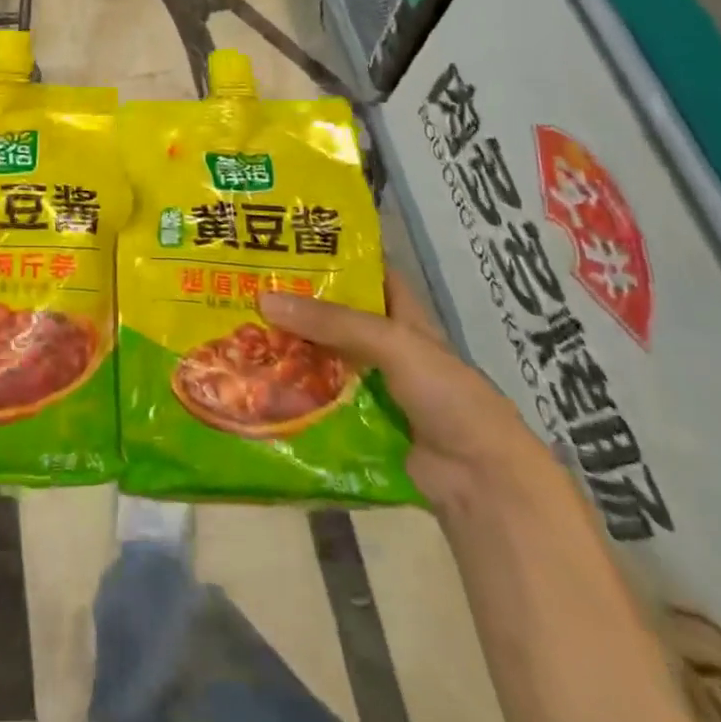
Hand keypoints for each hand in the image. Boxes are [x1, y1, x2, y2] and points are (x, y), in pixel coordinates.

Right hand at [260, 275, 556, 512]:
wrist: (481, 482)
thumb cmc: (446, 394)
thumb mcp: (392, 343)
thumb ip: (332, 321)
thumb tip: (264, 300)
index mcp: (403, 315)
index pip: (367, 271)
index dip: (334, 254)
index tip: (287, 240)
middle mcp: (386, 344)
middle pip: (336, 315)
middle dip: (297, 302)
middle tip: (246, 284)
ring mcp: (372, 385)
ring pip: (323, 356)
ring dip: (289, 347)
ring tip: (239, 328)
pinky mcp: (360, 422)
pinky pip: (320, 397)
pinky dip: (293, 389)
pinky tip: (256, 380)